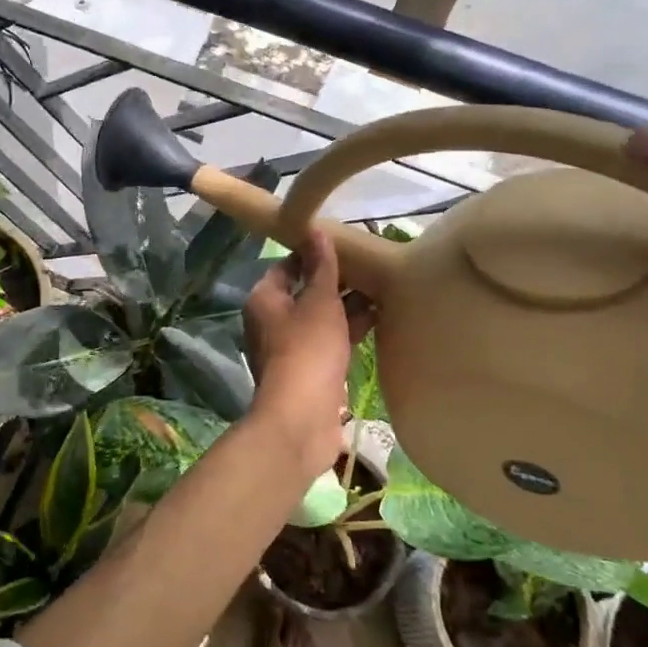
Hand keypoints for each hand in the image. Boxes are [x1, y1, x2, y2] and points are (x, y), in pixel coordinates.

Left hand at [241, 229, 373, 476]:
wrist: (302, 417)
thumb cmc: (308, 349)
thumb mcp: (319, 301)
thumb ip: (322, 266)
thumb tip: (315, 229)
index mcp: (264, 299)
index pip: (287, 266)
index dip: (314, 254)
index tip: (345, 246)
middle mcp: (271, 321)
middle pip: (305, 292)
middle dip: (336, 281)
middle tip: (370, 267)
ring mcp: (289, 348)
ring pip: (319, 318)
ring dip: (346, 306)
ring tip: (382, 289)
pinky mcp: (308, 371)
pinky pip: (328, 341)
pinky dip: (348, 330)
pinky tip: (378, 320)